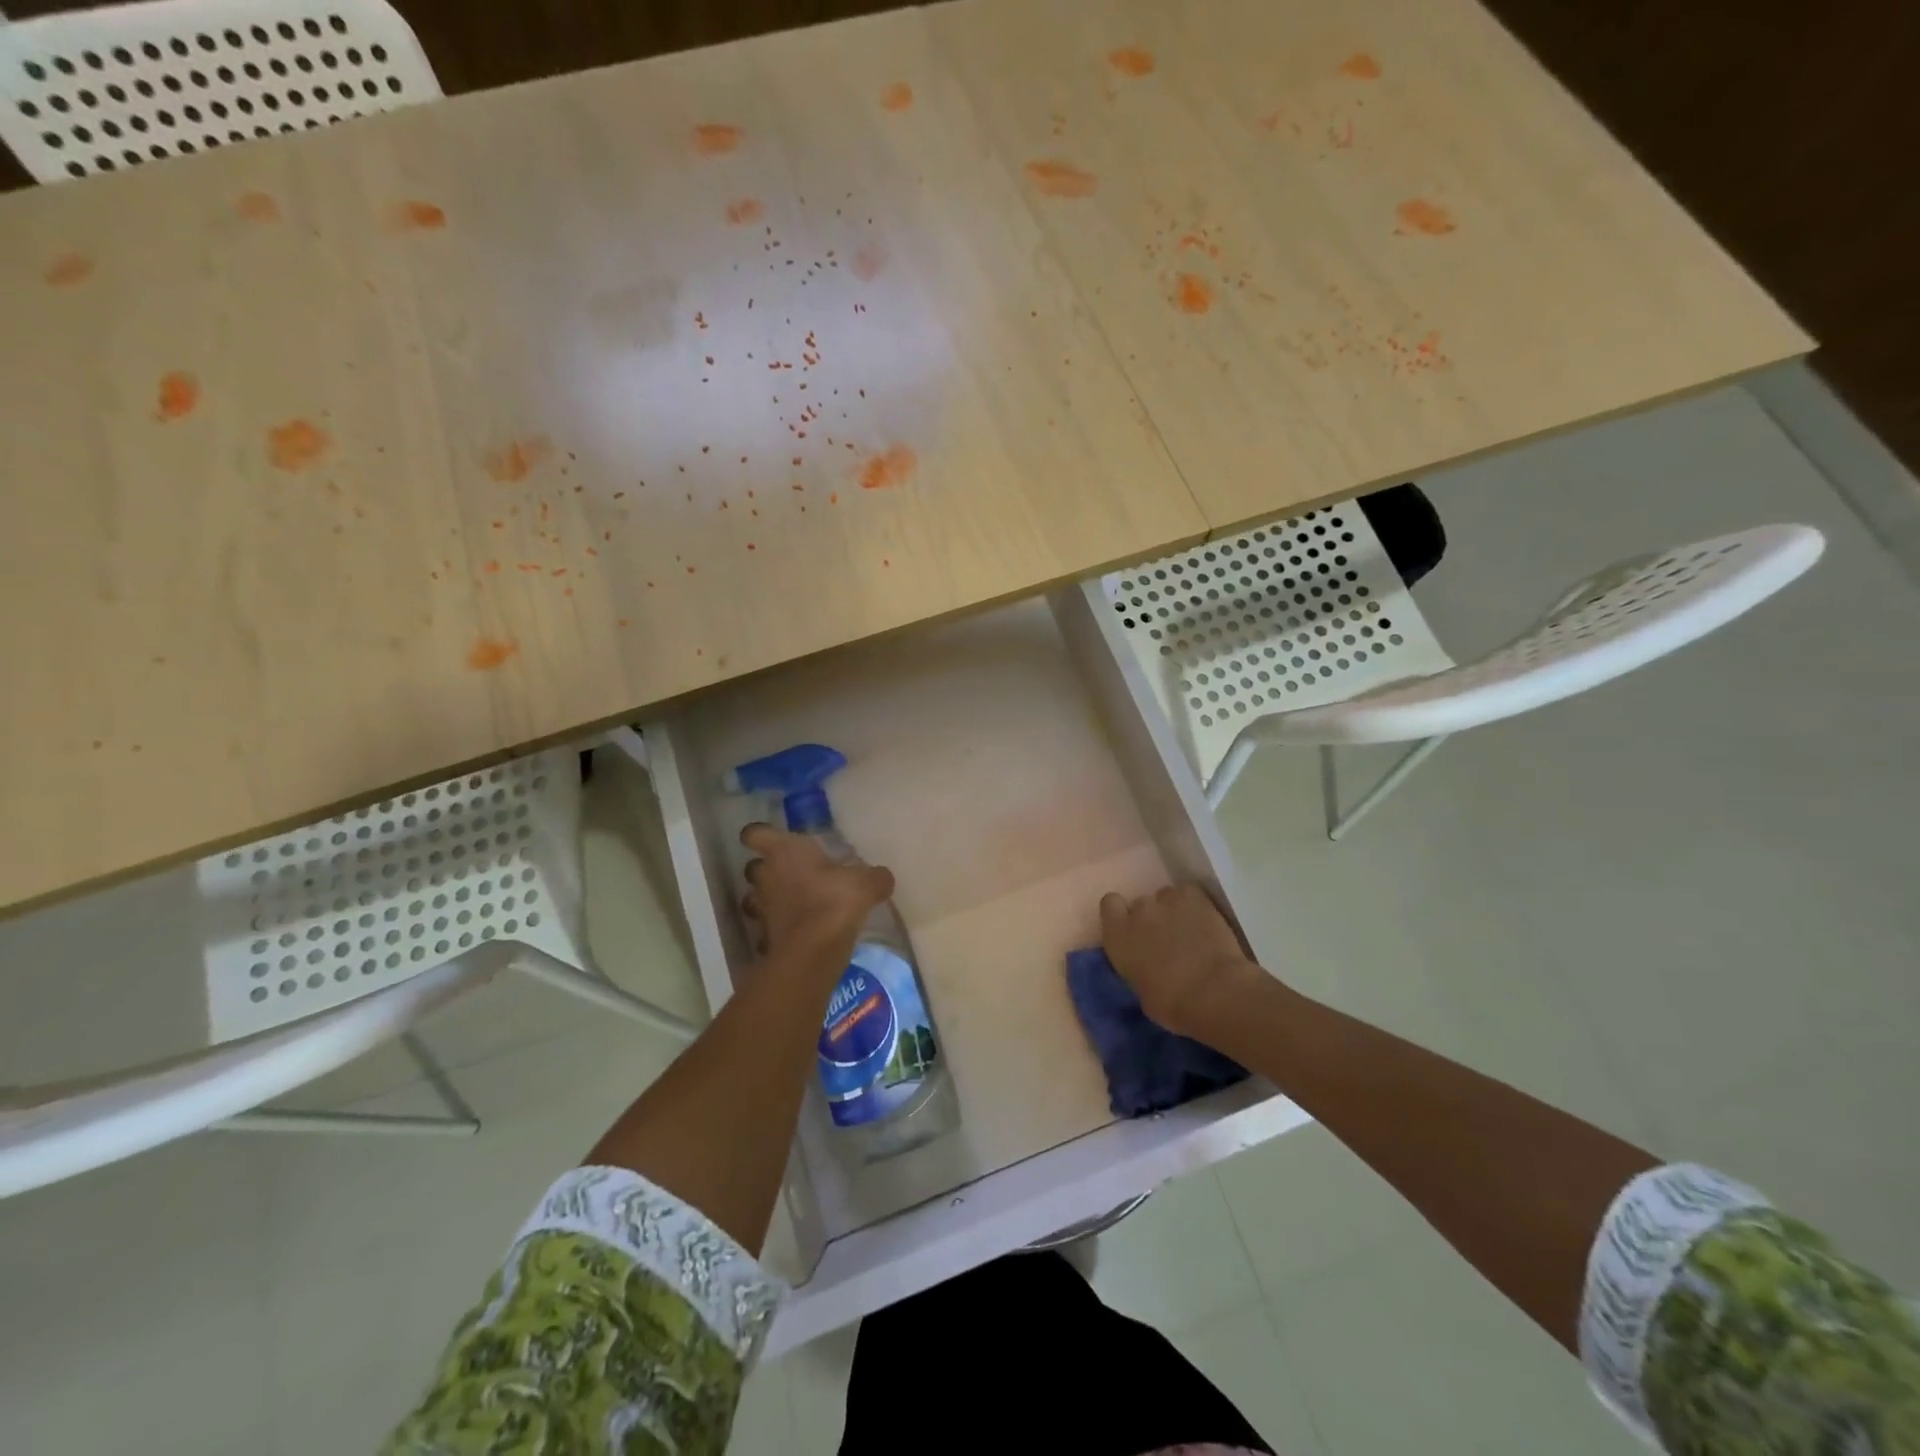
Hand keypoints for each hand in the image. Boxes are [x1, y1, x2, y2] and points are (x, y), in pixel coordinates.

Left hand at [741, 823, 893, 962]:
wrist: (812, 952)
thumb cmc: (835, 901)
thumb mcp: (867, 883)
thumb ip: (875, 876)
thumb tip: (882, 877)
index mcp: (785, 851)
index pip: (756, 833)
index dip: (760, 835)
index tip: (773, 840)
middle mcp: (765, 876)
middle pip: (753, 866)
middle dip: (767, 869)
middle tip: (792, 873)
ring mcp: (760, 908)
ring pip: (754, 898)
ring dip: (768, 900)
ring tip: (792, 904)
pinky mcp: (763, 937)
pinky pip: (766, 928)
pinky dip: (776, 929)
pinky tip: (796, 933)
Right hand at [1099, 883, 1263, 1039]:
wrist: (1213, 993)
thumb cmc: (1172, 1004)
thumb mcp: (1141, 991)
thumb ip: (1137, 967)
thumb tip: (1146, 966)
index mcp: (1117, 935)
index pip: (1110, 905)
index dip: (1121, 914)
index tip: (1132, 929)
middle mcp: (1139, 911)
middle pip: (1141, 903)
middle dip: (1151, 918)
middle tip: (1166, 939)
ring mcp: (1167, 900)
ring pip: (1166, 896)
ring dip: (1173, 910)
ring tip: (1189, 930)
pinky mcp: (1195, 897)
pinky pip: (1189, 892)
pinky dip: (1194, 904)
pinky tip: (1203, 920)